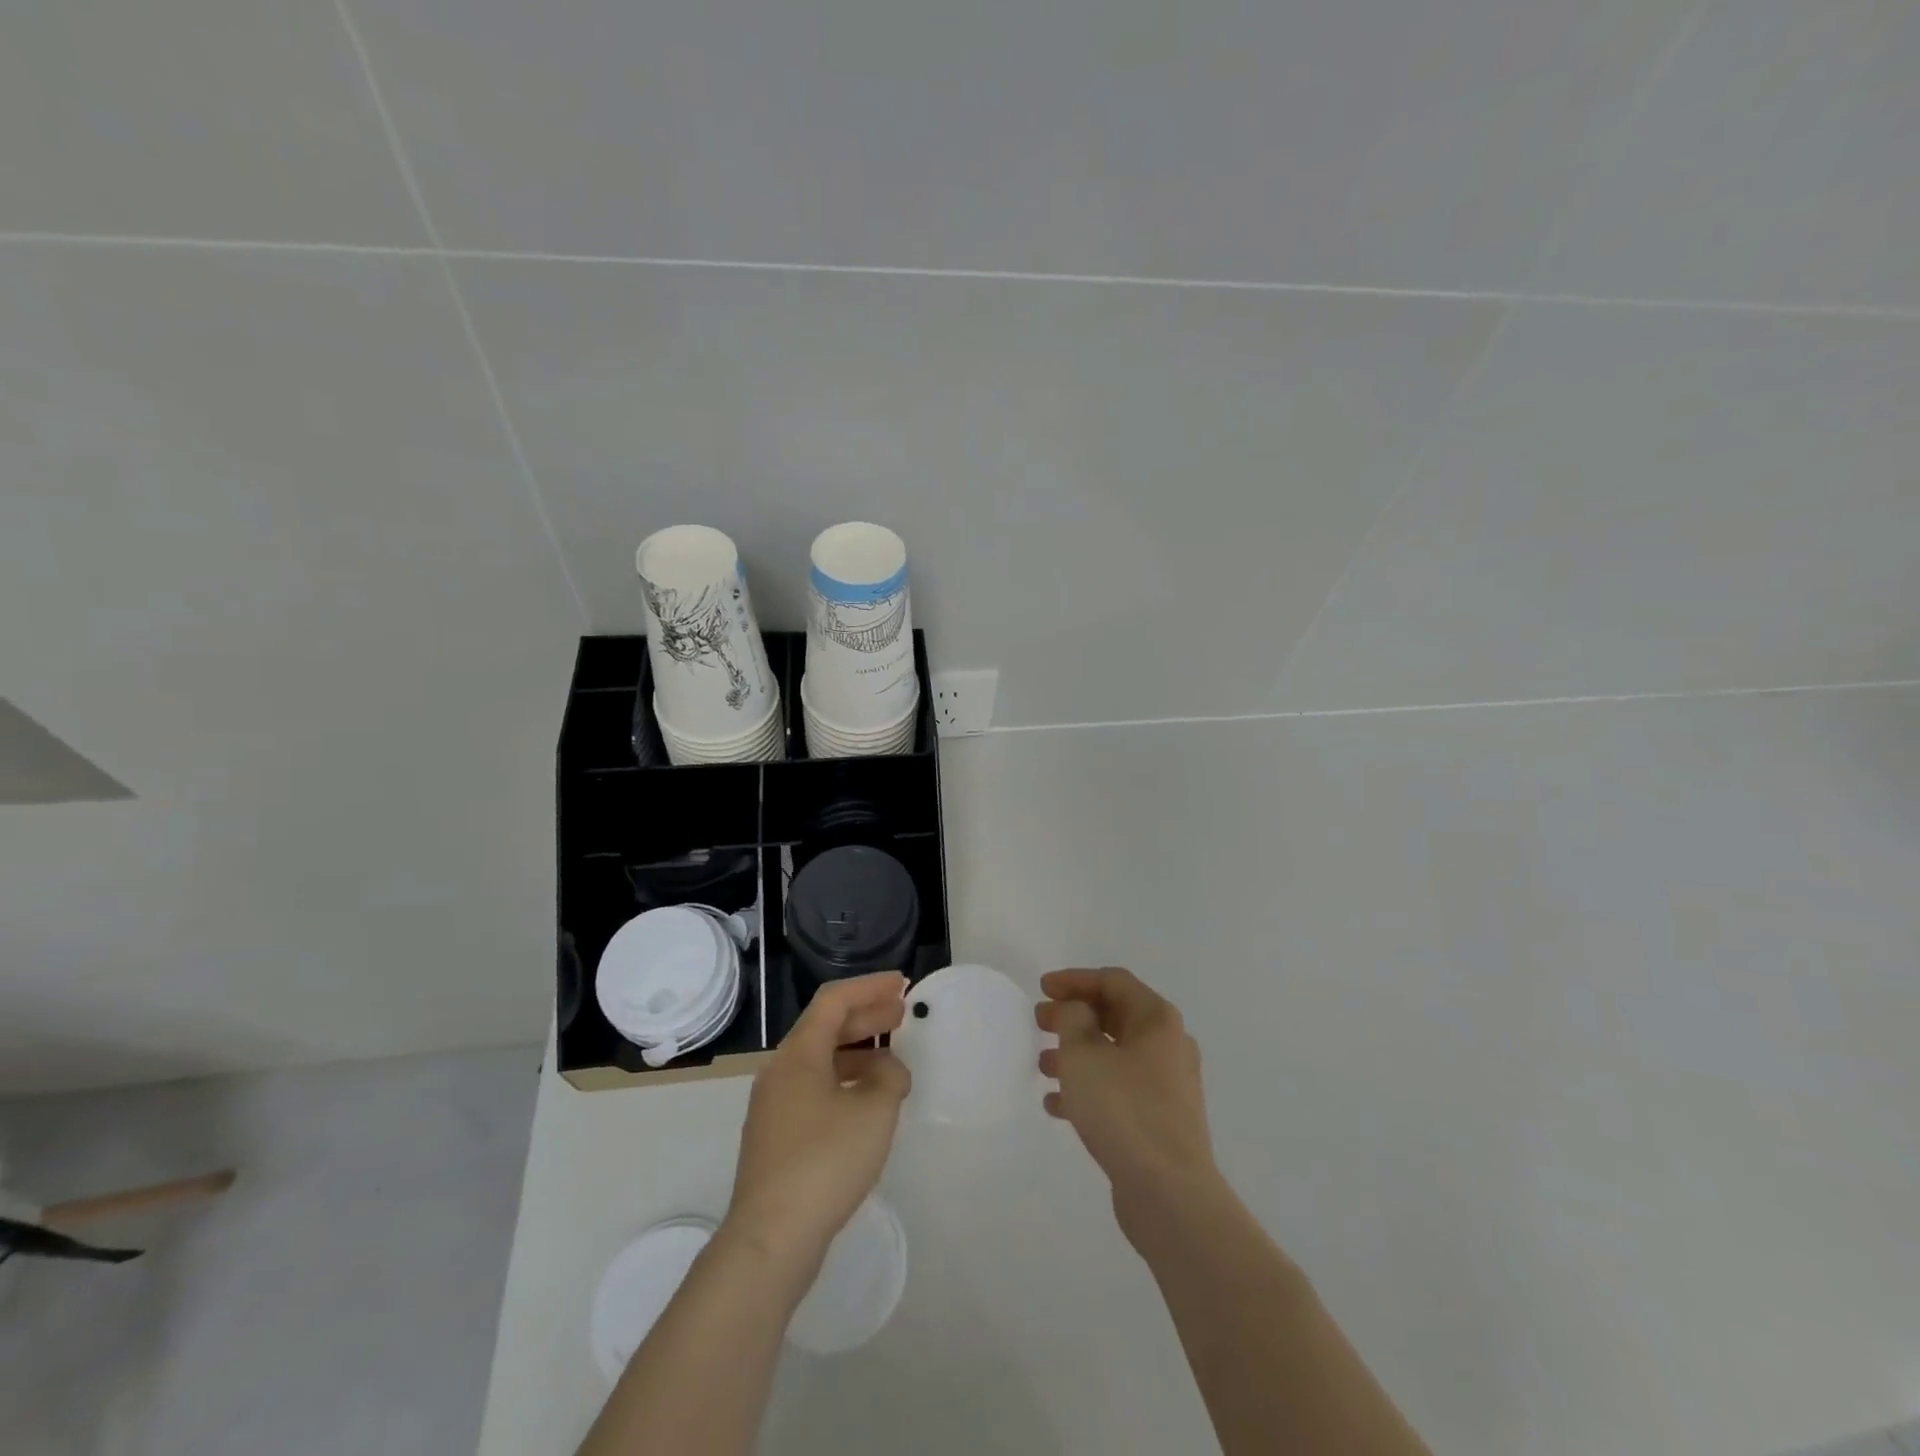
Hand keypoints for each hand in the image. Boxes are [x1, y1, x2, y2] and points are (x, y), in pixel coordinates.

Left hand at [724, 973, 910, 1276]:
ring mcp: (774, 1106)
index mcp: (798, 1054)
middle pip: (825, 1028)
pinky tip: (868, 1103)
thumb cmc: (824, 1162)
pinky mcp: (776, 1138)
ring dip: (857, 1052)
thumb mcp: (873, 1111)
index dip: (869, 987)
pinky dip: (844, 1082)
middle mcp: (780, 1071)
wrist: (770, 1239)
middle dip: (866, 1017)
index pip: (834, 1001)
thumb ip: (889, 1077)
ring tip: (893, 1061)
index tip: (902, 984)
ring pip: (820, 1061)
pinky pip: (814, 1091)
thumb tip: (886, 1068)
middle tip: (902, 1014)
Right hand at [1036, 968, 1220, 1238]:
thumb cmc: (1124, 1110)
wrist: (1170, 1194)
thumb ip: (1073, 1019)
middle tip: (1039, 1022)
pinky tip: (1056, 1105)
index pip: (1113, 981)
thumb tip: (1078, 1011)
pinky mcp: (1161, 1121)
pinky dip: (1090, 1088)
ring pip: (1115, 1056)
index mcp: (1157, 1019)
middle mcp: (1168, 1045)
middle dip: (1074, 1016)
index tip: (1042, 988)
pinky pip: (1120, 1090)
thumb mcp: (1083, 1054)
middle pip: (1114, 1016)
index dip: (1075, 979)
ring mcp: (1168, 1086)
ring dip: (1077, 1054)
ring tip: (1043, 1066)